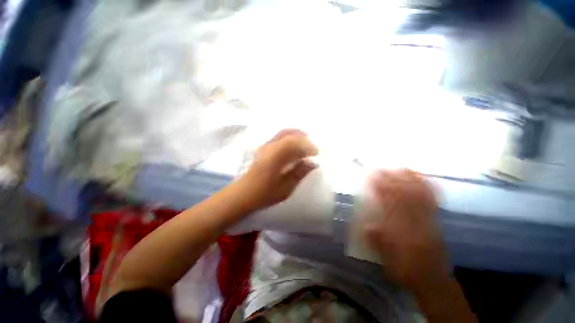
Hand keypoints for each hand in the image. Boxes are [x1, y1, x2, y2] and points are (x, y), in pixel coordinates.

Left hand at [237, 129, 318, 211]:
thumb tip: (313, 163)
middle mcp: (270, 146)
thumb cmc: (265, 193)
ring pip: (284, 133)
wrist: (244, 193)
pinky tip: (293, 145)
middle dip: (304, 138)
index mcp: (276, 156)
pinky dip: (289, 137)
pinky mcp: (263, 148)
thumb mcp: (286, 187)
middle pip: (290, 134)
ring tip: (306, 143)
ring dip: (296, 135)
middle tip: (313, 147)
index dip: (308, 146)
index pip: (296, 143)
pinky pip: (279, 136)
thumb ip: (299, 173)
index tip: (317, 153)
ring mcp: (265, 146)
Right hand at [364, 169, 447, 290]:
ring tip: (400, 168)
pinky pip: (433, 201)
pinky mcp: (435, 220)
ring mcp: (429, 221)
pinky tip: (423, 178)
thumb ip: (379, 242)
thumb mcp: (389, 261)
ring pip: (420, 196)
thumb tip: (367, 226)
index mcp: (404, 234)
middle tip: (382, 169)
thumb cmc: (406, 269)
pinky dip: (428, 187)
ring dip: (410, 180)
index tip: (372, 178)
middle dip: (393, 181)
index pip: (391, 206)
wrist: (432, 279)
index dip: (381, 190)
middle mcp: (418, 224)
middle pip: (406, 198)